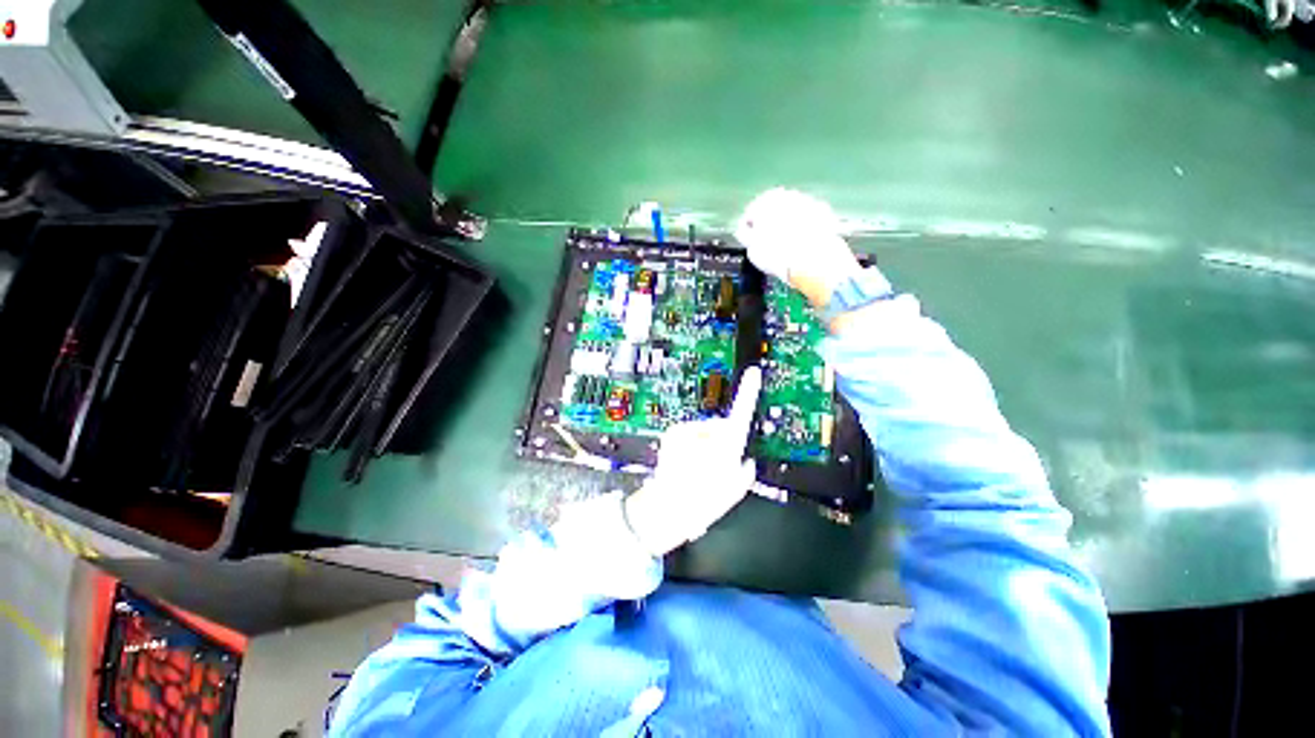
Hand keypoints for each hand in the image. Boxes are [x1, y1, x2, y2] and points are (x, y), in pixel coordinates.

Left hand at [624, 367, 761, 556]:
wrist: (667, 508)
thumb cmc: (700, 501)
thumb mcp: (734, 491)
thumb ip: (745, 472)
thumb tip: (746, 463)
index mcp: (725, 443)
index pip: (741, 411)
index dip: (749, 390)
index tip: (753, 373)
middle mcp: (704, 431)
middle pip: (721, 428)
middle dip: (721, 443)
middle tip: (714, 468)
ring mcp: (685, 431)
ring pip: (703, 433)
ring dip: (703, 447)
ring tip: (696, 471)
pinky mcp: (672, 434)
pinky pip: (688, 436)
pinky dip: (689, 448)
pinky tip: (686, 465)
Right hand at [734, 188, 863, 308]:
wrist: (814, 260)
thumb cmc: (777, 254)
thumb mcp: (751, 249)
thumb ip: (745, 235)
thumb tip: (745, 231)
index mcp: (765, 200)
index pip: (751, 214)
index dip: (750, 232)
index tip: (752, 245)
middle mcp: (788, 195)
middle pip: (774, 211)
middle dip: (771, 226)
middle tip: (770, 248)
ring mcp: (809, 202)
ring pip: (793, 215)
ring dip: (789, 228)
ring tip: (787, 250)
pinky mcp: (826, 215)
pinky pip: (809, 223)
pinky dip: (805, 232)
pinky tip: (803, 248)